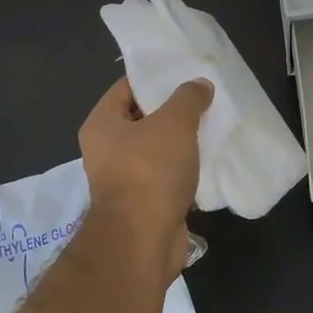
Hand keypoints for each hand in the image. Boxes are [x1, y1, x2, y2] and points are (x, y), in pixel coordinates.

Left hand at [78, 76, 212, 280]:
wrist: (143, 240)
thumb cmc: (150, 171)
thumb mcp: (173, 123)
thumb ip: (187, 99)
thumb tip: (199, 84)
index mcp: (101, 125)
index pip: (125, 88)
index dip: (153, 78)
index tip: (183, 72)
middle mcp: (105, 151)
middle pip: (141, 120)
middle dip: (171, 112)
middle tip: (203, 99)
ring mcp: (123, 180)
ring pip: (156, 151)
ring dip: (180, 144)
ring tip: (211, 127)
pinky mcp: (143, 204)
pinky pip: (165, 178)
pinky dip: (184, 171)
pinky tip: (209, 162)